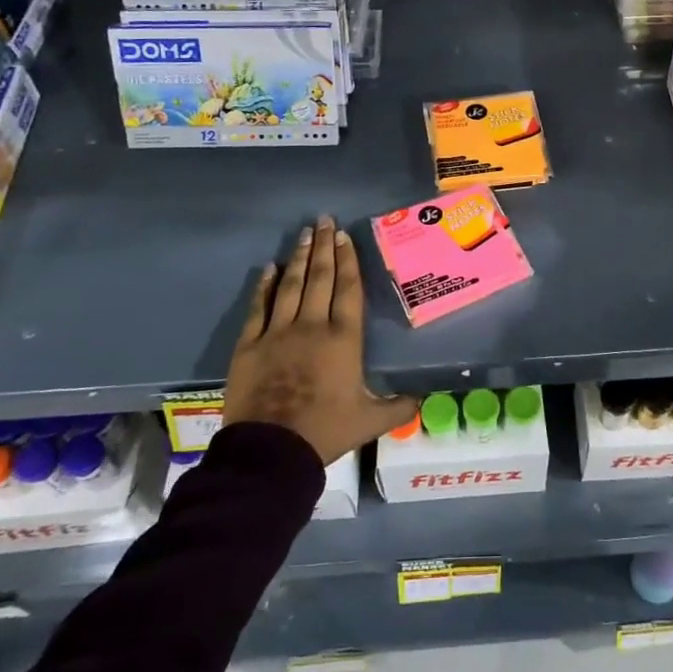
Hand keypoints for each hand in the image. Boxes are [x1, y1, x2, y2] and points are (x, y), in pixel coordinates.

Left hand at [222, 216, 417, 464]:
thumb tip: (423, 399)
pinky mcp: (250, 345)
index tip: (345, 236)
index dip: (348, 260)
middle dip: (324, 247)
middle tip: (324, 220)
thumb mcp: (370, 421)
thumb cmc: (325, 430)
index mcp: (343, 339)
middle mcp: (312, 326)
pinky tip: (270, 268)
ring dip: (300, 258)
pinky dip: (264, 286)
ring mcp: (277, 332)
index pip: (347, 289)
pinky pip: (258, 308)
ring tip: (304, 234)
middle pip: (320, 279)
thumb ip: (398, 407)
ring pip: (291, 286)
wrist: (271, 451)